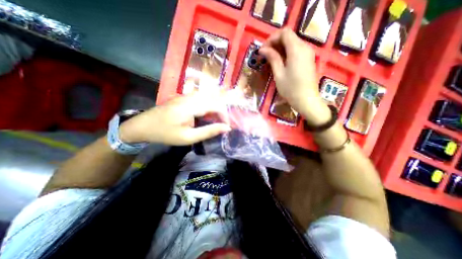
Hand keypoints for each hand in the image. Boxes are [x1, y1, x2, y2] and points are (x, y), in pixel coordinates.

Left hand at [116, 93, 229, 145]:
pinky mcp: (184, 97)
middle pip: (214, 99)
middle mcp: (190, 97)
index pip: (216, 105)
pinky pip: (202, 98)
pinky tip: (206, 114)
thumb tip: (226, 128)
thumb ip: (209, 131)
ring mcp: (186, 95)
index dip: (225, 115)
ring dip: (215, 108)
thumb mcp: (188, 137)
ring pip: (209, 97)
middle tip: (222, 124)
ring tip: (216, 120)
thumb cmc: (166, 133)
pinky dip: (208, 106)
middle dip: (222, 112)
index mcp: (190, 106)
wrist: (143, 126)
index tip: (226, 127)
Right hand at [259, 28, 331, 124]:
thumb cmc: (290, 89)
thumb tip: (263, 49)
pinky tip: (280, 62)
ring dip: (280, 48)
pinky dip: (287, 52)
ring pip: (292, 43)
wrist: (306, 100)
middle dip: (275, 43)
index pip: (284, 32)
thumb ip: (272, 58)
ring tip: (271, 59)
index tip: (263, 49)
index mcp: (296, 50)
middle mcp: (304, 47)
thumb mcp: (279, 74)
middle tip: (265, 55)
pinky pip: (296, 50)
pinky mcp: (308, 59)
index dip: (272, 38)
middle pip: (289, 36)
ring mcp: (308, 53)